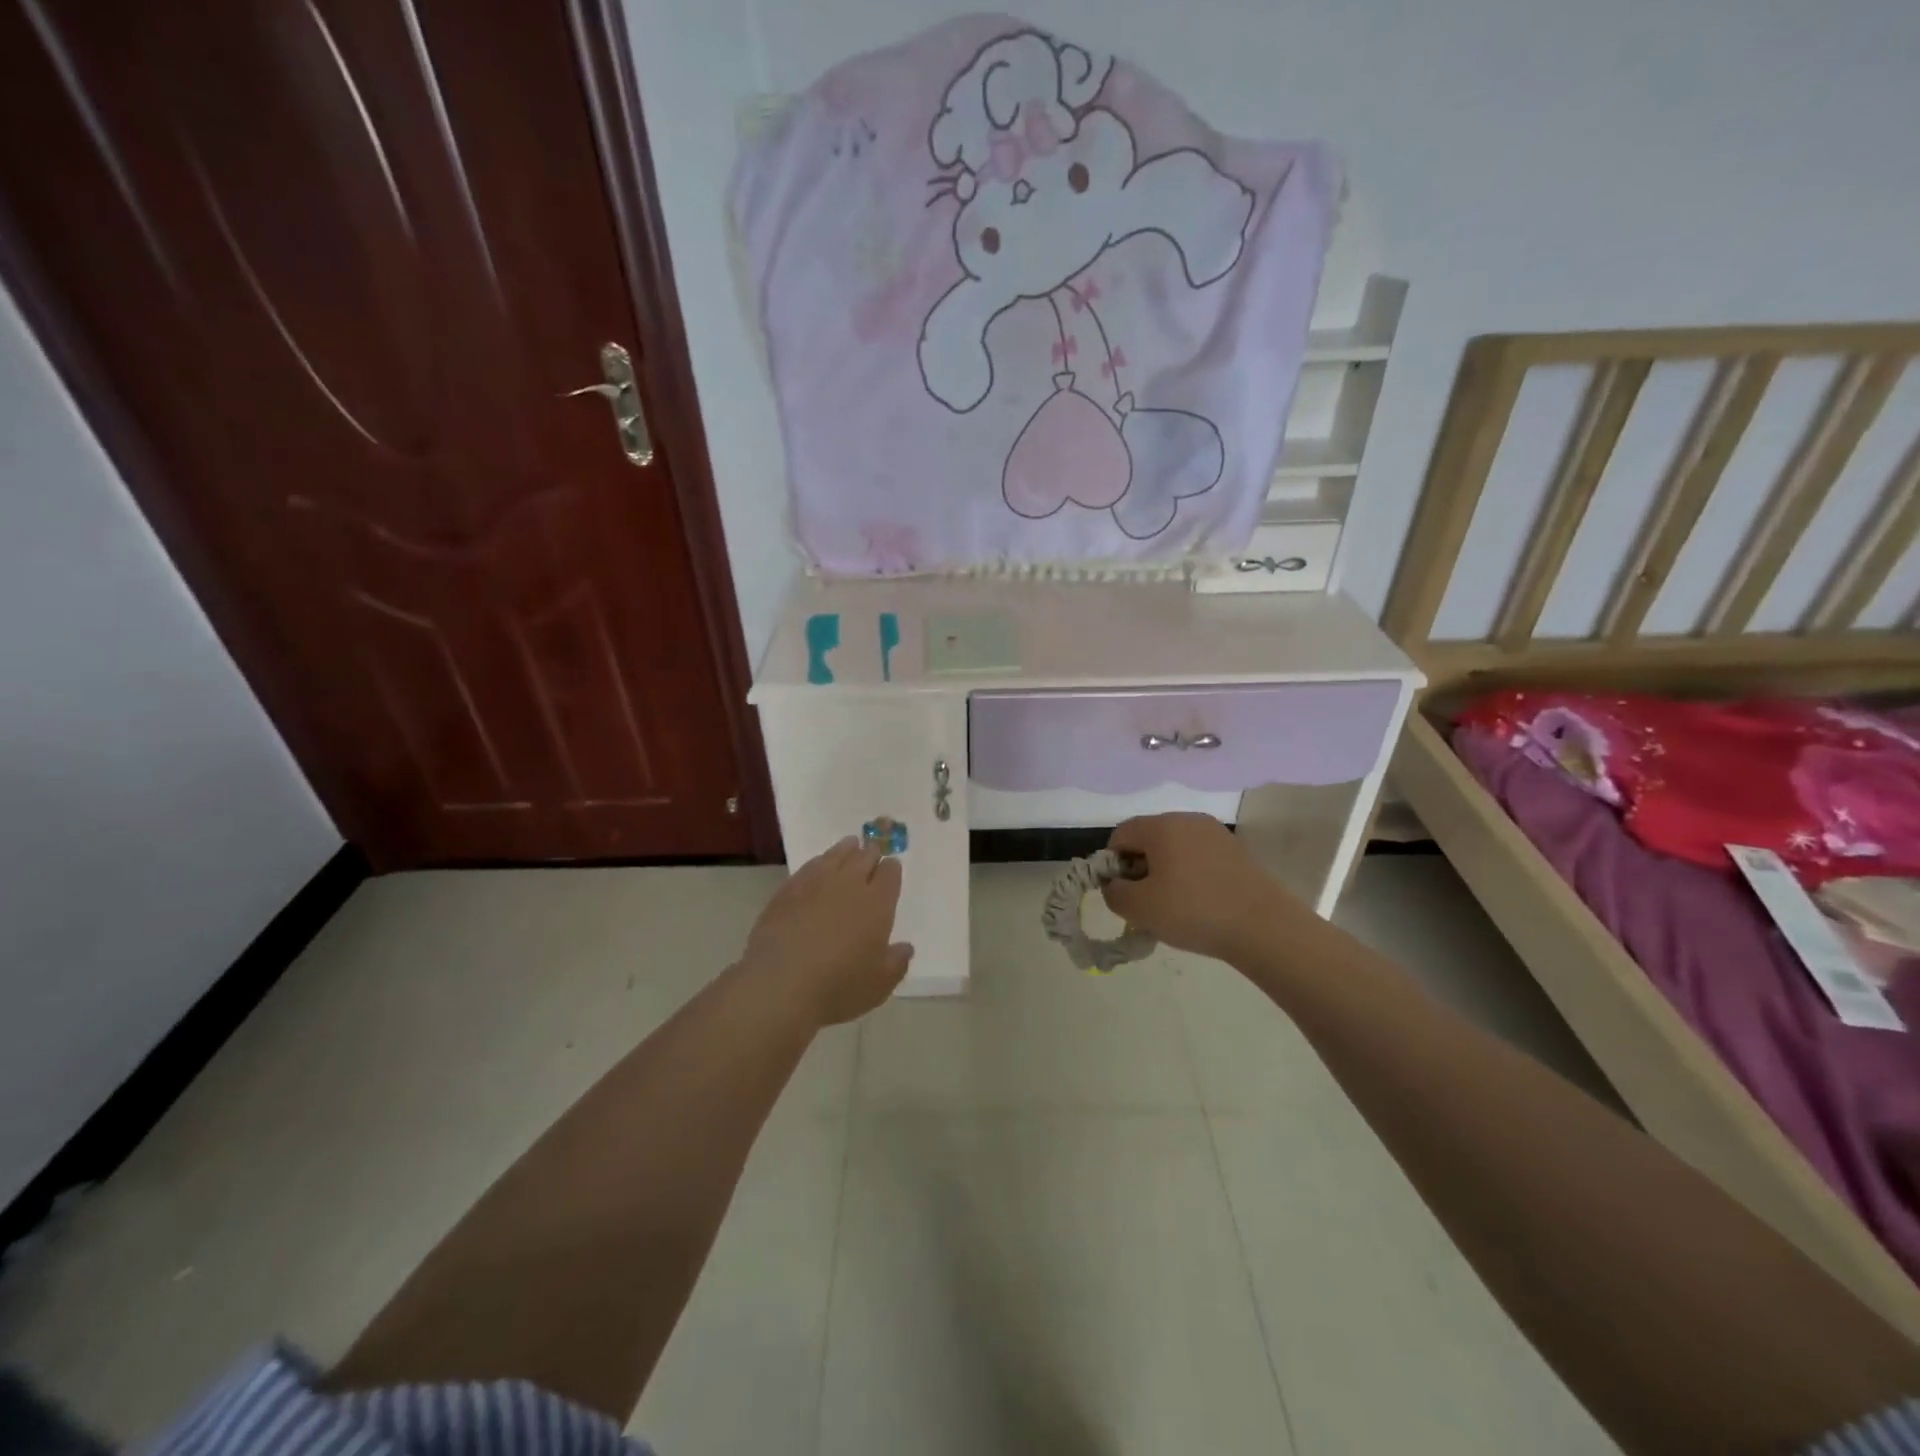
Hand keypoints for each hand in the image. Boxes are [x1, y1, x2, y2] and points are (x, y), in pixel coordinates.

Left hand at [741, 838, 913, 1026]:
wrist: (781, 984)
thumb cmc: (838, 987)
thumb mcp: (879, 985)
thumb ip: (896, 963)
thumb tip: (905, 948)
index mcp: (877, 903)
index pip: (889, 874)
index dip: (891, 868)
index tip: (891, 867)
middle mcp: (849, 885)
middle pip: (864, 857)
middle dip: (871, 853)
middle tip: (873, 851)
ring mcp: (816, 883)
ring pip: (836, 855)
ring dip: (846, 849)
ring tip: (850, 845)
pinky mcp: (788, 890)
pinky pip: (809, 866)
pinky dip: (819, 862)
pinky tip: (818, 865)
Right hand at [1101, 813, 1299, 962]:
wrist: (1265, 927)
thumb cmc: (1194, 912)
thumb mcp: (1139, 909)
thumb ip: (1114, 893)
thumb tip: (1115, 884)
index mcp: (1161, 826)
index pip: (1120, 834)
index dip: (1112, 863)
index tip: (1122, 893)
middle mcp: (1188, 820)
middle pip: (1148, 839)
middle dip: (1139, 868)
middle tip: (1145, 903)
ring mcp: (1216, 834)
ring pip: (1175, 849)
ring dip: (1165, 873)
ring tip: (1173, 907)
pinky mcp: (1237, 851)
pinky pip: (1199, 857)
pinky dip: (1191, 876)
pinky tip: (1200, 904)